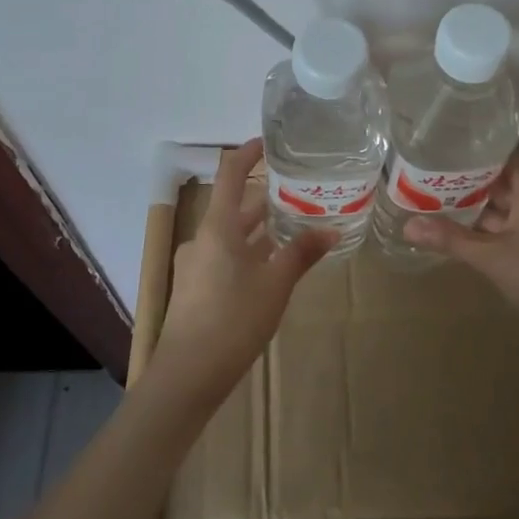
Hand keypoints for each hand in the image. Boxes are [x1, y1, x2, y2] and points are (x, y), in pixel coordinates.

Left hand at [151, 139, 332, 407]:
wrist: (188, 375)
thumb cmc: (233, 319)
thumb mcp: (275, 285)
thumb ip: (301, 253)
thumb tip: (331, 230)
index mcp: (217, 227)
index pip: (230, 174)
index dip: (248, 154)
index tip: (270, 143)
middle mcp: (203, 238)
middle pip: (233, 207)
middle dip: (263, 198)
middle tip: (297, 191)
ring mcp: (195, 265)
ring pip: (231, 235)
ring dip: (258, 229)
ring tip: (291, 225)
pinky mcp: (196, 289)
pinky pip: (225, 257)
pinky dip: (248, 252)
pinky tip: (270, 267)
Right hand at [404, 155, 518, 342]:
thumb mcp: (494, 260)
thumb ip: (452, 240)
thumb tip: (407, 224)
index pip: (506, 155)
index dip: (478, 151)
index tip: (445, 150)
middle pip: (504, 181)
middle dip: (470, 181)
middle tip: (430, 179)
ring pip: (509, 208)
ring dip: (480, 208)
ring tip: (439, 205)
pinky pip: (515, 229)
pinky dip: (492, 230)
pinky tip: (469, 238)